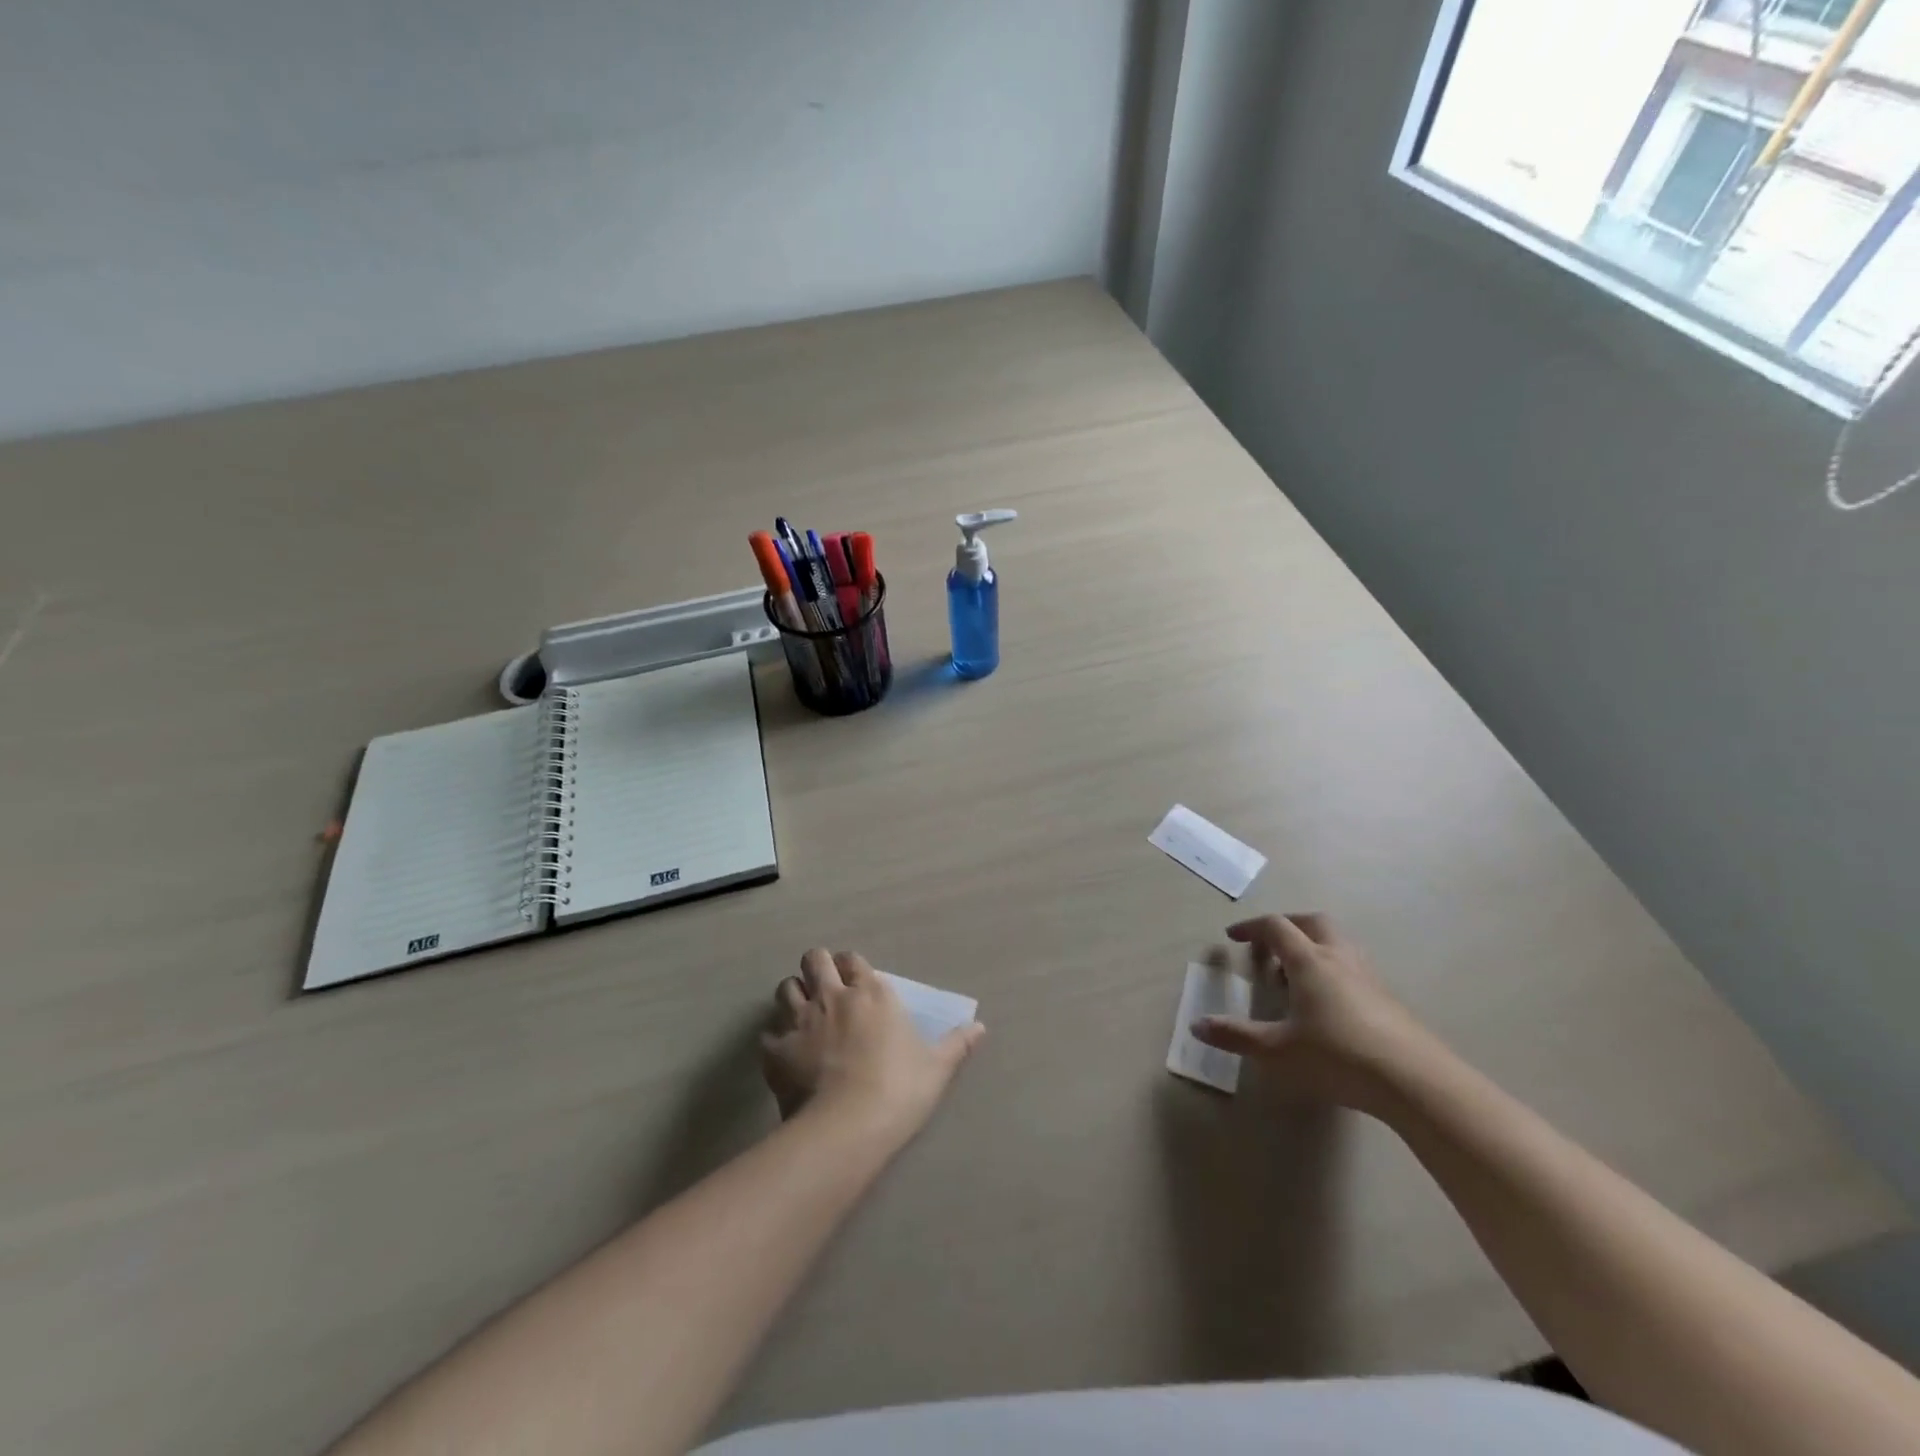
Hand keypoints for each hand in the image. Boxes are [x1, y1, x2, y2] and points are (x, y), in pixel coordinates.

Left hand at [761, 948, 983, 1140]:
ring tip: (801, 1014)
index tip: (855, 981)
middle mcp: (832, 996)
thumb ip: (956, 1044)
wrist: (848, 1127)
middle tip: (823, 988)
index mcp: (871, 993)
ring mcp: (800, 1021)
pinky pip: (768, 1035)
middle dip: (816, 967)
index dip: (851, 967)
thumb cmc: (899, 1090)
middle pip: (814, 959)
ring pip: (786, 988)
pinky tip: (784, 1055)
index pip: (852, 959)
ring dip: (793, 996)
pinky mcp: (776, 1050)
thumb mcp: (936, 1068)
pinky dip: (775, 1041)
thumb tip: (981, 1028)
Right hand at [1191, 914, 1439, 1114]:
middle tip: (1268, 947)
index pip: (1276, 927)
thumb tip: (1197, 1025)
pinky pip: (1353, 967)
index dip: (1251, 927)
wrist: (1416, 1081)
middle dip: (1286, 927)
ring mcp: (1368, 976)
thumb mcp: (1278, 1051)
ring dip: (1312, 947)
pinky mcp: (1388, 999)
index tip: (1232, 937)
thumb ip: (1237, 1036)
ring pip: (1337, 943)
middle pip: (1312, 923)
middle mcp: (1339, 958)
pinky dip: (1332, 970)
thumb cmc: (1338, 1057)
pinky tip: (1327, 1003)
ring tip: (1295, 976)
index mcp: (1309, 961)